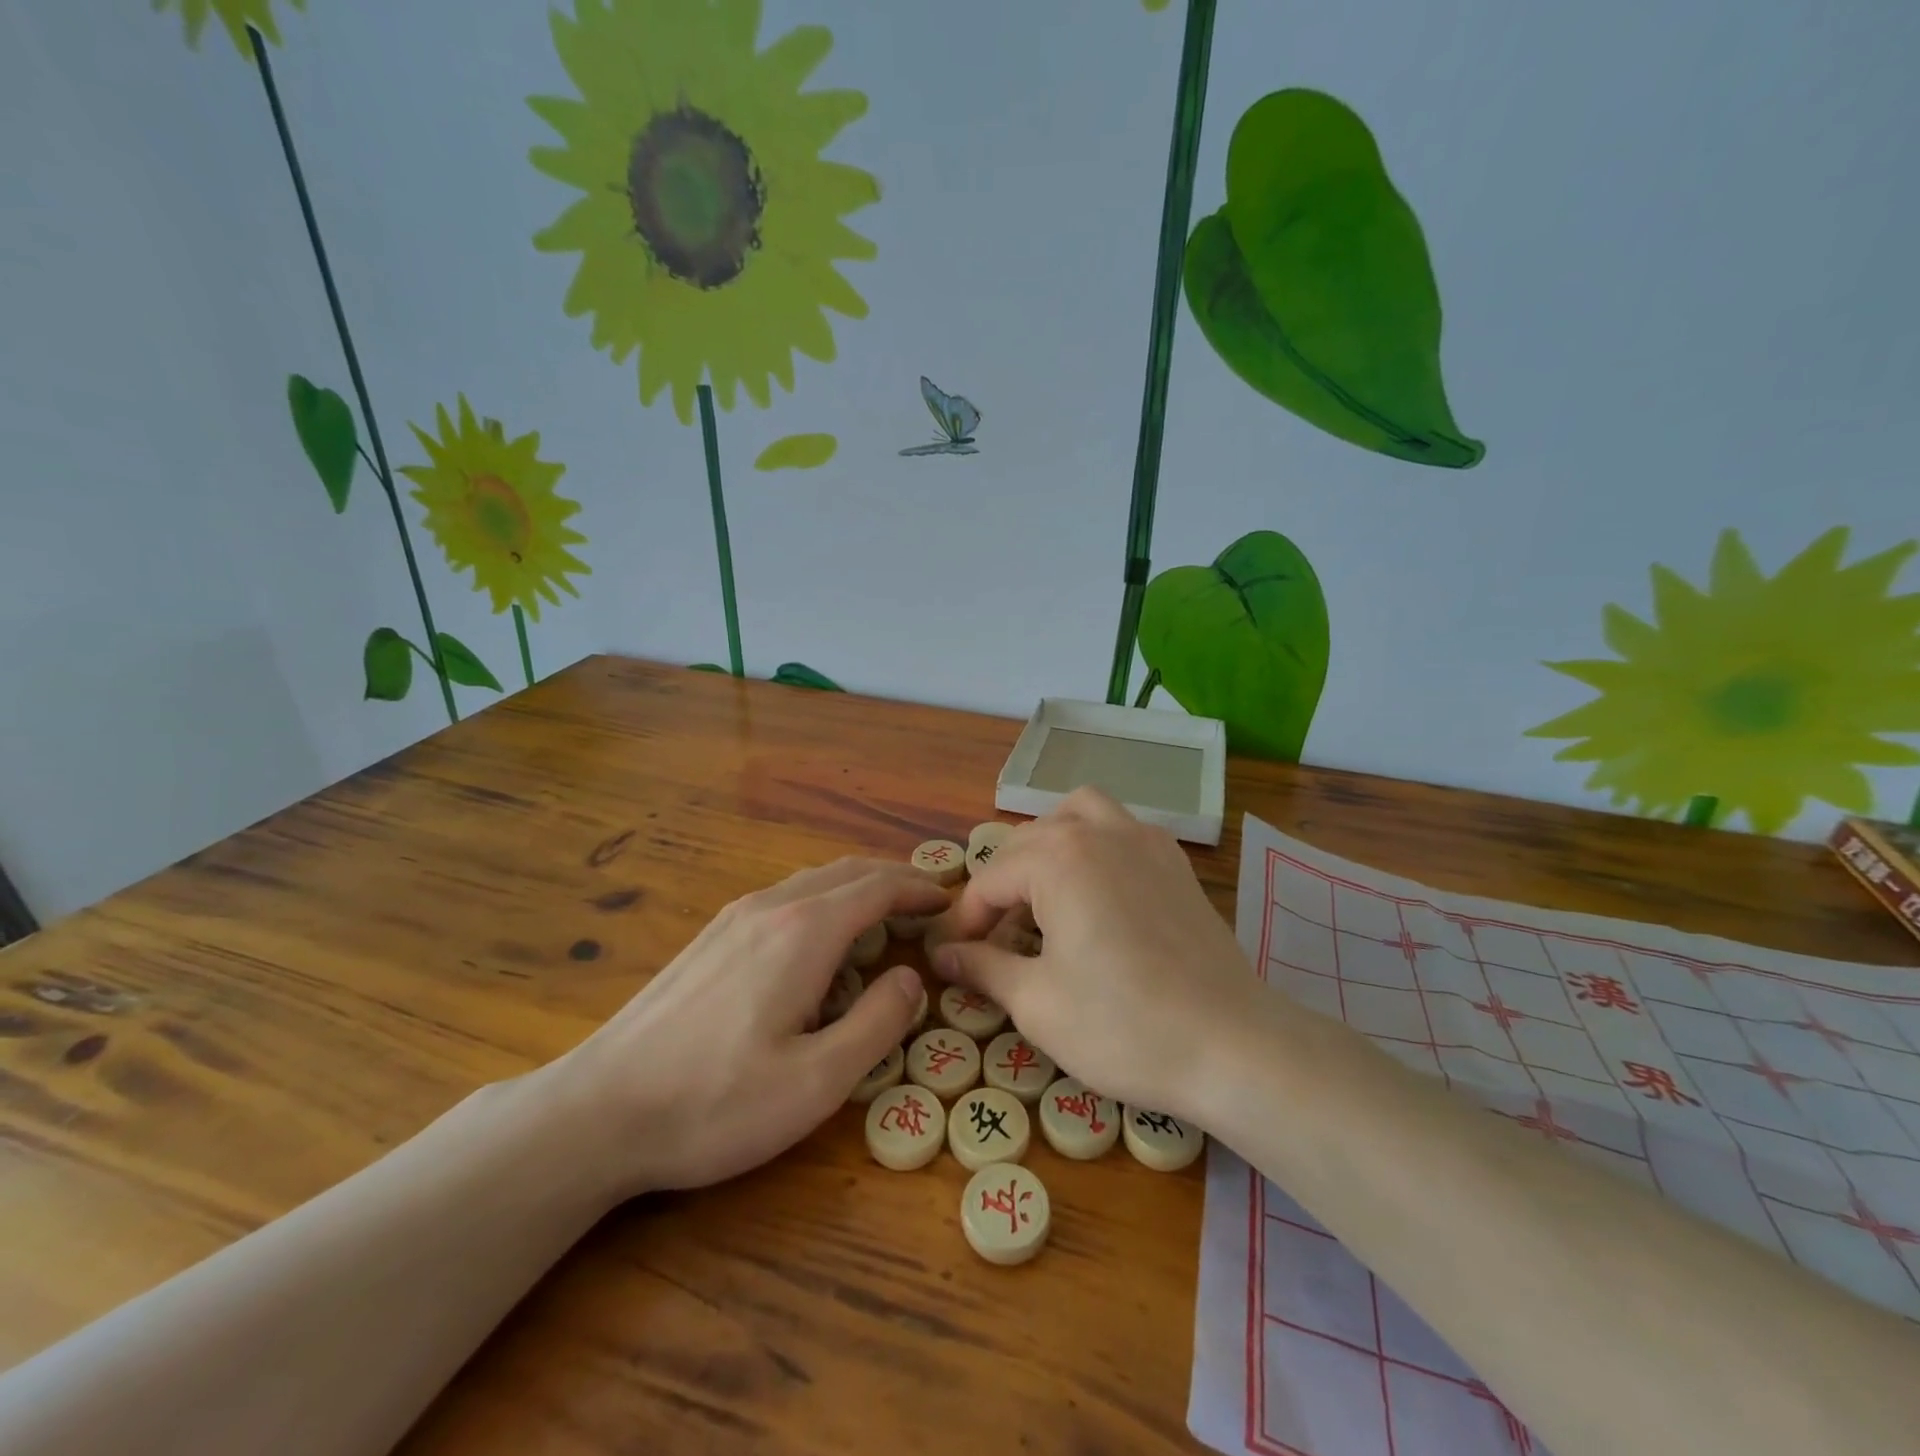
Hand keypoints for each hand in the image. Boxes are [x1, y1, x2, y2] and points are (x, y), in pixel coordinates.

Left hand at [545, 857, 947, 1199]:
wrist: (598, 1110)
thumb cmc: (715, 1102)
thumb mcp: (816, 1081)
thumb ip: (877, 1024)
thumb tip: (910, 978)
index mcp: (804, 932)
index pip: (877, 887)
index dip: (917, 888)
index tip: (948, 899)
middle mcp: (771, 907)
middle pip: (846, 872)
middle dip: (892, 879)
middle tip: (926, 901)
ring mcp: (734, 917)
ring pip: (812, 881)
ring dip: (856, 887)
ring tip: (883, 915)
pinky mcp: (710, 937)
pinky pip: (784, 897)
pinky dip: (823, 900)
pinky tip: (820, 939)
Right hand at [930, 787, 1264, 1122]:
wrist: (1233, 1045)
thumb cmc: (1123, 1026)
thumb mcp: (1037, 1003)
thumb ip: (983, 967)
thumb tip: (943, 953)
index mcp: (1058, 858)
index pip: (990, 878)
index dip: (967, 920)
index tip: (955, 958)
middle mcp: (1099, 832)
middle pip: (1028, 842)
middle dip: (1002, 886)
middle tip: (994, 940)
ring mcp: (1145, 840)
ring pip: (1078, 814)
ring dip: (1049, 844)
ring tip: (1042, 893)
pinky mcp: (1175, 862)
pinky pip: (1120, 829)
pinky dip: (1094, 845)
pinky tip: (1096, 894)